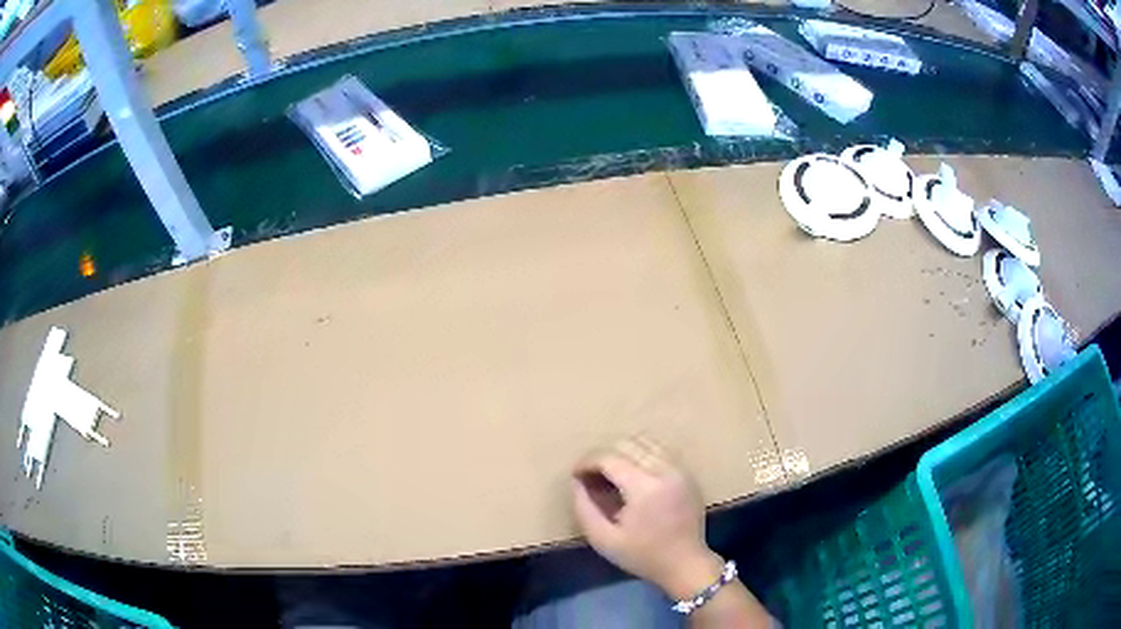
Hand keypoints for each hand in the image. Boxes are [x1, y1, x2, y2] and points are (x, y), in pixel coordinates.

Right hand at [571, 437, 724, 599]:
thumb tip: (577, 482)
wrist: (685, 564)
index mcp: (644, 488)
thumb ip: (584, 509)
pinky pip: (660, 450)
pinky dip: (642, 454)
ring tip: (612, 474)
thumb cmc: (643, 556)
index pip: (609, 458)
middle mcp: (665, 471)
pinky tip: (633, 474)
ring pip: (645, 442)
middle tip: (592, 477)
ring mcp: (680, 469)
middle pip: (627, 444)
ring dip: (624, 452)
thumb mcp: (603, 540)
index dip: (587, 462)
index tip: (576, 475)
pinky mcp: (687, 473)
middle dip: (604, 456)